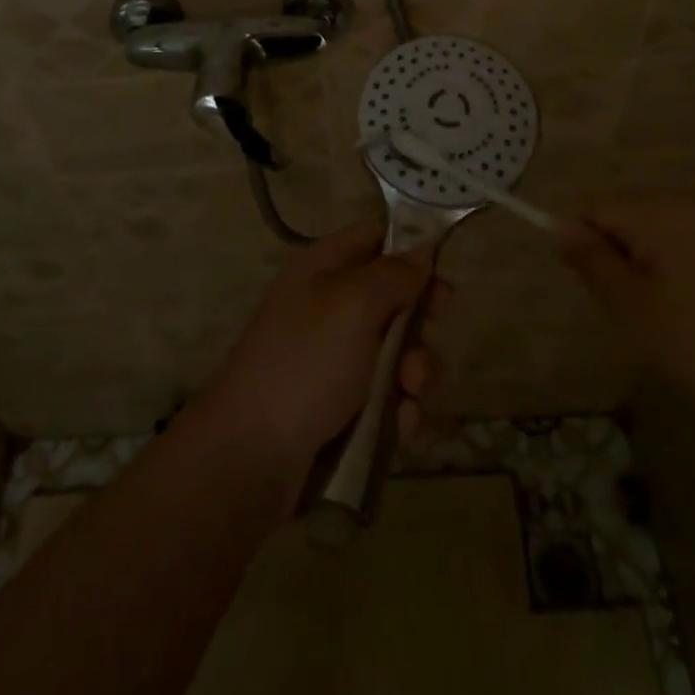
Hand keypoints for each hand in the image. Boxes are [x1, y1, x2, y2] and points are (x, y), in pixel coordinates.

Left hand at [203, 222, 438, 475]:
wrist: (252, 456)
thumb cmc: (305, 364)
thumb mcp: (353, 306)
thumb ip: (393, 275)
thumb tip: (421, 252)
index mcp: (322, 268)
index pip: (375, 238)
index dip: (411, 252)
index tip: (442, 279)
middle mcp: (328, 306)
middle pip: (393, 299)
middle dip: (418, 326)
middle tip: (422, 346)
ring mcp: (333, 358)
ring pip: (396, 352)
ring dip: (414, 373)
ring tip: (409, 395)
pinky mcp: (340, 405)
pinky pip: (386, 395)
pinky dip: (399, 408)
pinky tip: (401, 426)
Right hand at [562, 189, 694, 446]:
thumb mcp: (633, 311)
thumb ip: (591, 261)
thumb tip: (560, 227)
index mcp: (669, 207)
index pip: (598, 206)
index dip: (586, 244)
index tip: (598, 291)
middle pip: (630, 211)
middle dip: (620, 253)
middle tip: (635, 311)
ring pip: (660, 227)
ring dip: (649, 262)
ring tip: (669, 316)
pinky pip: (692, 238)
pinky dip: (680, 265)